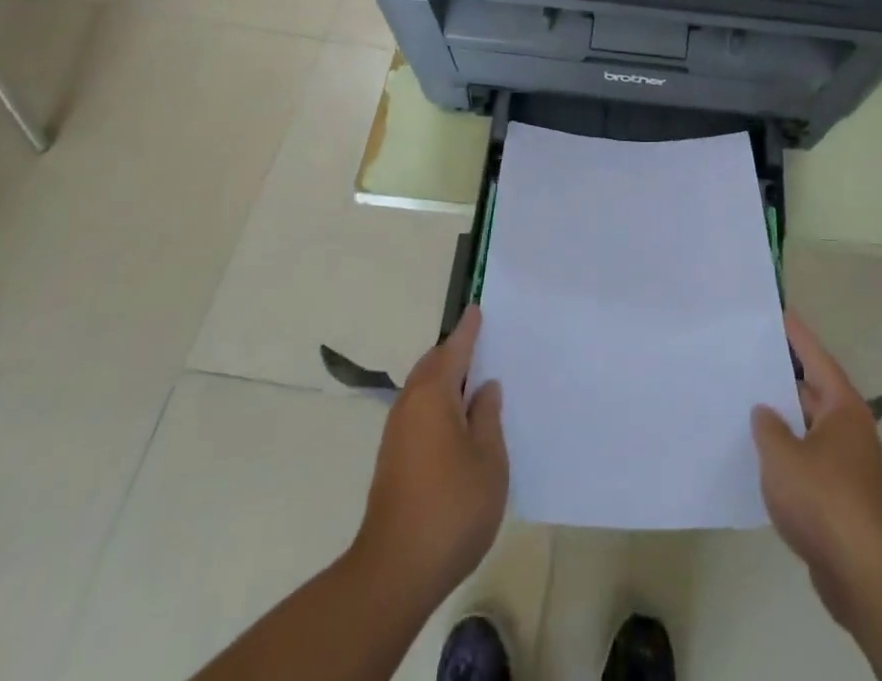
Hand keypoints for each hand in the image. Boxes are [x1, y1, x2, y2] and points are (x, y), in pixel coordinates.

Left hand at [353, 307, 507, 608]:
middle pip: (433, 365)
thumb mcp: (489, 460)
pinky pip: (418, 412)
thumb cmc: (452, 508)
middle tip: (481, 344)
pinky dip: (437, 404)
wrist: (395, 572)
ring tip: (474, 382)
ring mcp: (396, 434)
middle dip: (454, 352)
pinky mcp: (392, 461)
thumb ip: (488, 417)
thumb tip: (484, 388)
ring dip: (445, 380)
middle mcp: (409, 405)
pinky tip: (457, 423)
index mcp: (434, 395)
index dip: (468, 330)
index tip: (477, 308)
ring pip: (423, 390)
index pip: (454, 349)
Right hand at [752, 311, 881, 626]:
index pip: (815, 357)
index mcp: (842, 407)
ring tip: (744, 401)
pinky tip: (758, 455)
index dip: (796, 335)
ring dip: (781, 418)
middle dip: (782, 376)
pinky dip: (786, 452)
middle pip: (812, 390)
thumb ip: (768, 427)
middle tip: (748, 356)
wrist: (863, 573)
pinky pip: (806, 459)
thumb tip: (765, 413)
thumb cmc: (824, 499)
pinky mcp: (838, 496)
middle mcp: (848, 428)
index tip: (778, 312)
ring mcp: (845, 463)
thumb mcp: (782, 456)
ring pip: (807, 427)